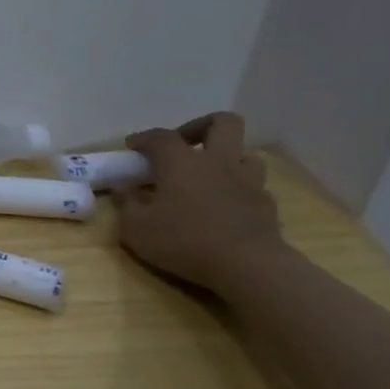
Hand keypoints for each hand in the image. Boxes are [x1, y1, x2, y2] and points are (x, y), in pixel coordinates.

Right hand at [117, 112, 287, 295]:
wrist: (247, 266)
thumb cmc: (184, 241)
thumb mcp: (136, 228)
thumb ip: (127, 204)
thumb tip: (123, 188)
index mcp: (181, 162)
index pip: (161, 136)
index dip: (144, 138)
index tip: (132, 146)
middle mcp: (218, 162)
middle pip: (222, 122)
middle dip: (200, 126)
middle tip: (183, 145)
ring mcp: (248, 181)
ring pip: (244, 152)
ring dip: (225, 157)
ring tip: (207, 175)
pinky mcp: (266, 203)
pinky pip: (252, 183)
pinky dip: (237, 186)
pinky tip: (224, 204)